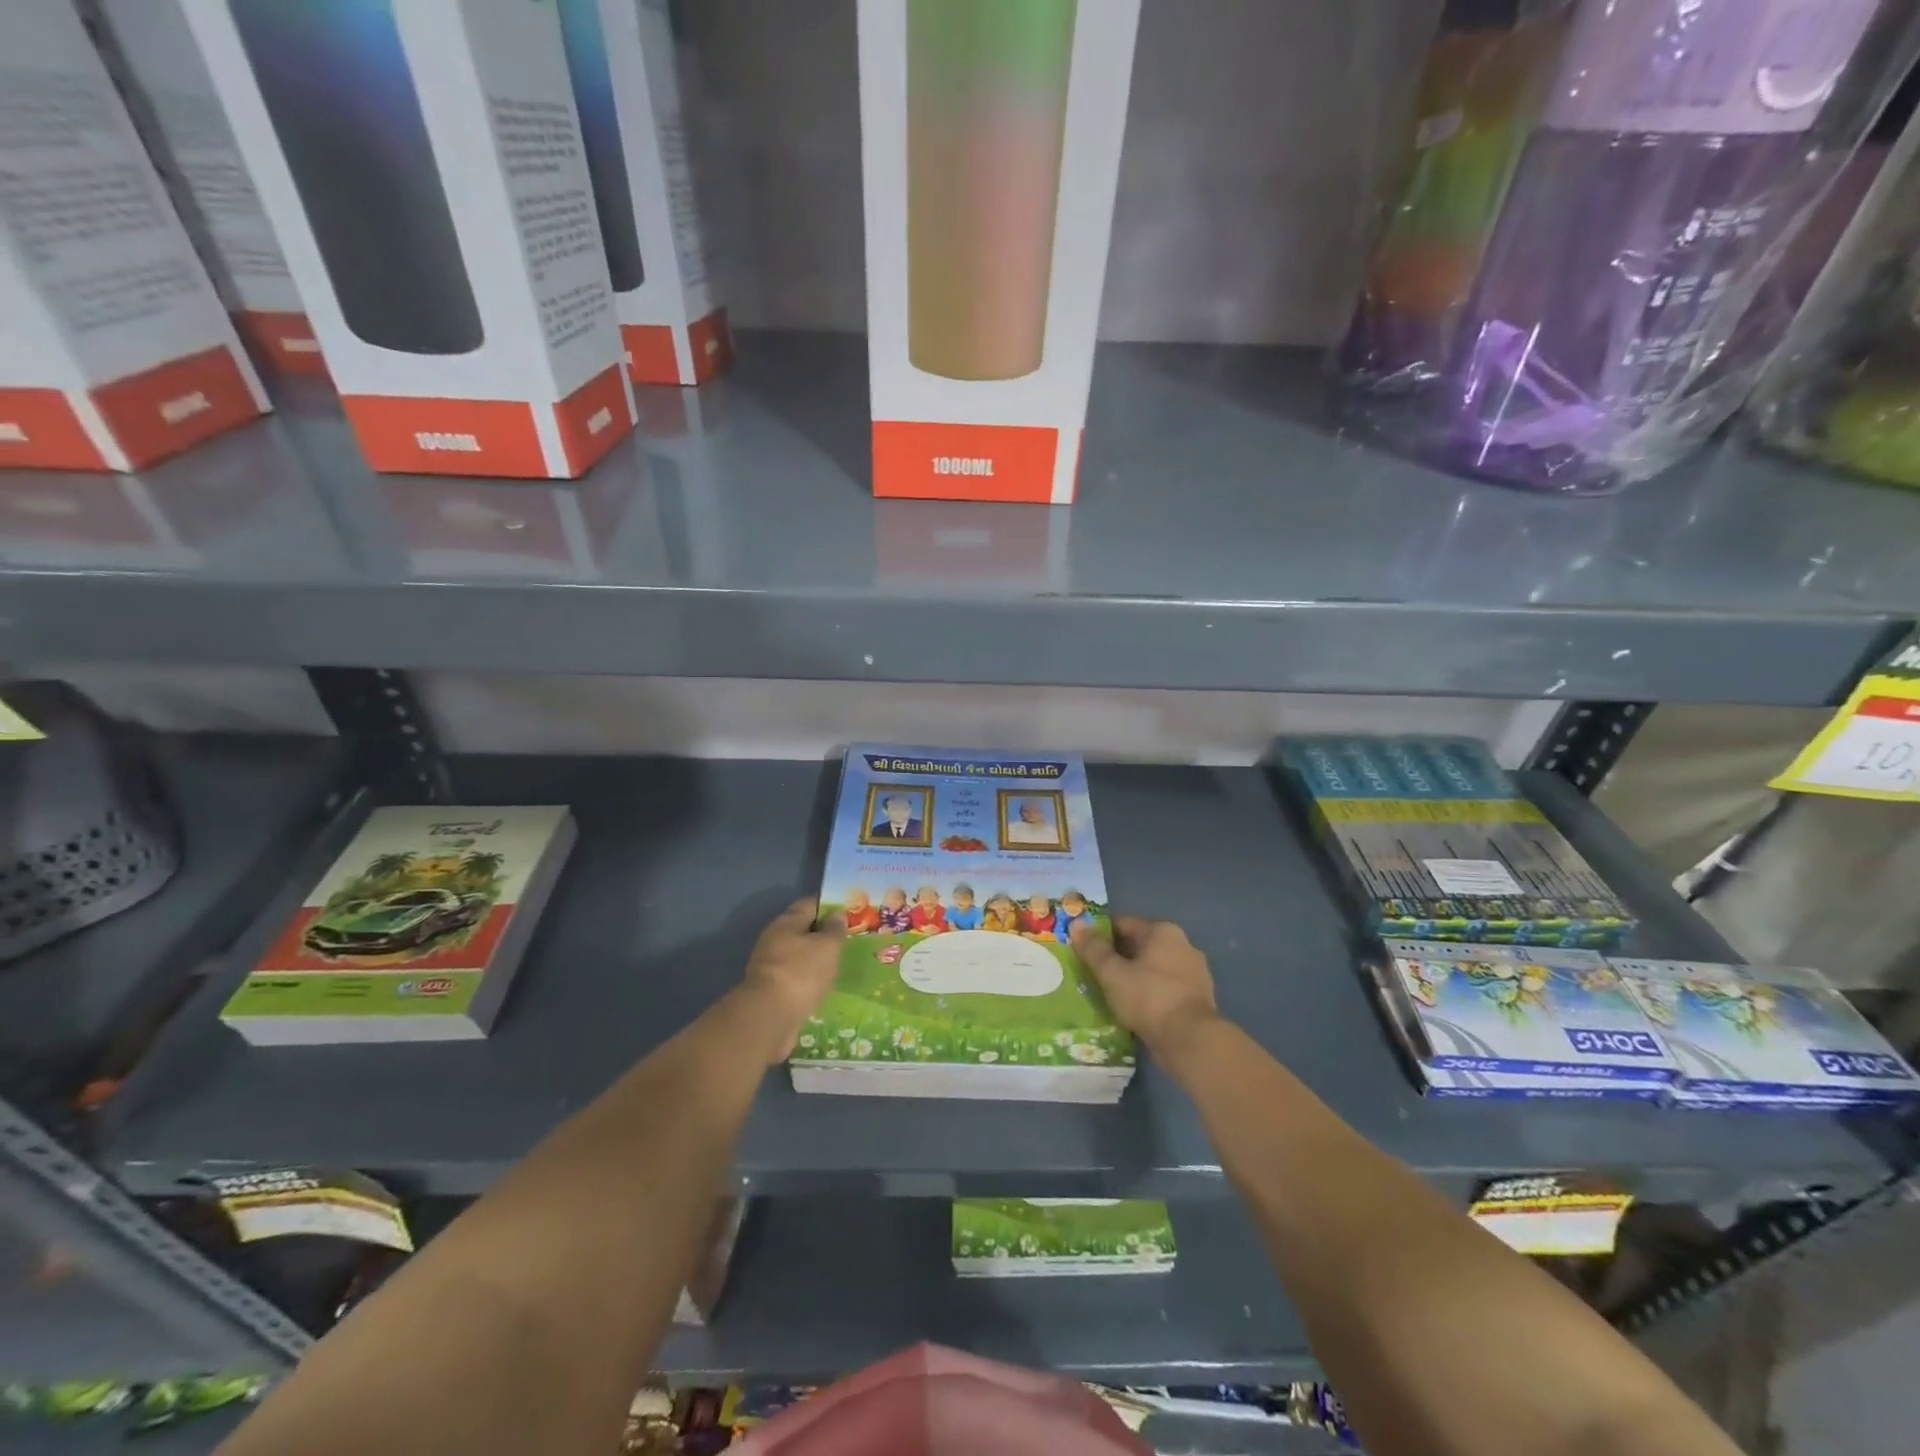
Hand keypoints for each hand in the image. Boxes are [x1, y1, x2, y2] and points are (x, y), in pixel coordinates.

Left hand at [737, 898, 844, 1063]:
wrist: (770, 1017)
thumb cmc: (801, 972)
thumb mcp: (827, 946)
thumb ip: (834, 929)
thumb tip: (836, 914)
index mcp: (786, 922)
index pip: (810, 904)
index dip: (830, 905)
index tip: (850, 911)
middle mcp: (775, 940)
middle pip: (804, 930)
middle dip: (825, 934)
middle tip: (851, 938)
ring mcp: (772, 967)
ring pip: (801, 956)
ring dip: (818, 959)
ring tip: (842, 963)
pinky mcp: (773, 992)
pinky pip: (797, 978)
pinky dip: (811, 980)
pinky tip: (827, 985)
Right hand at [1071, 915, 1218, 1056]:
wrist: (1190, 1040)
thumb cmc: (1148, 997)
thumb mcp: (1112, 973)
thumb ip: (1093, 948)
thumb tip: (1077, 923)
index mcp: (1162, 931)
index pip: (1123, 924)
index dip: (1100, 935)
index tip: (1084, 950)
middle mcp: (1182, 944)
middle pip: (1140, 945)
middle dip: (1118, 957)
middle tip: (1094, 972)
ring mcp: (1194, 971)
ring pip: (1153, 968)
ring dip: (1134, 976)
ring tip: (1111, 992)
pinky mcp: (1198, 997)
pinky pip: (1165, 987)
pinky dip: (1149, 992)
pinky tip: (1134, 1007)